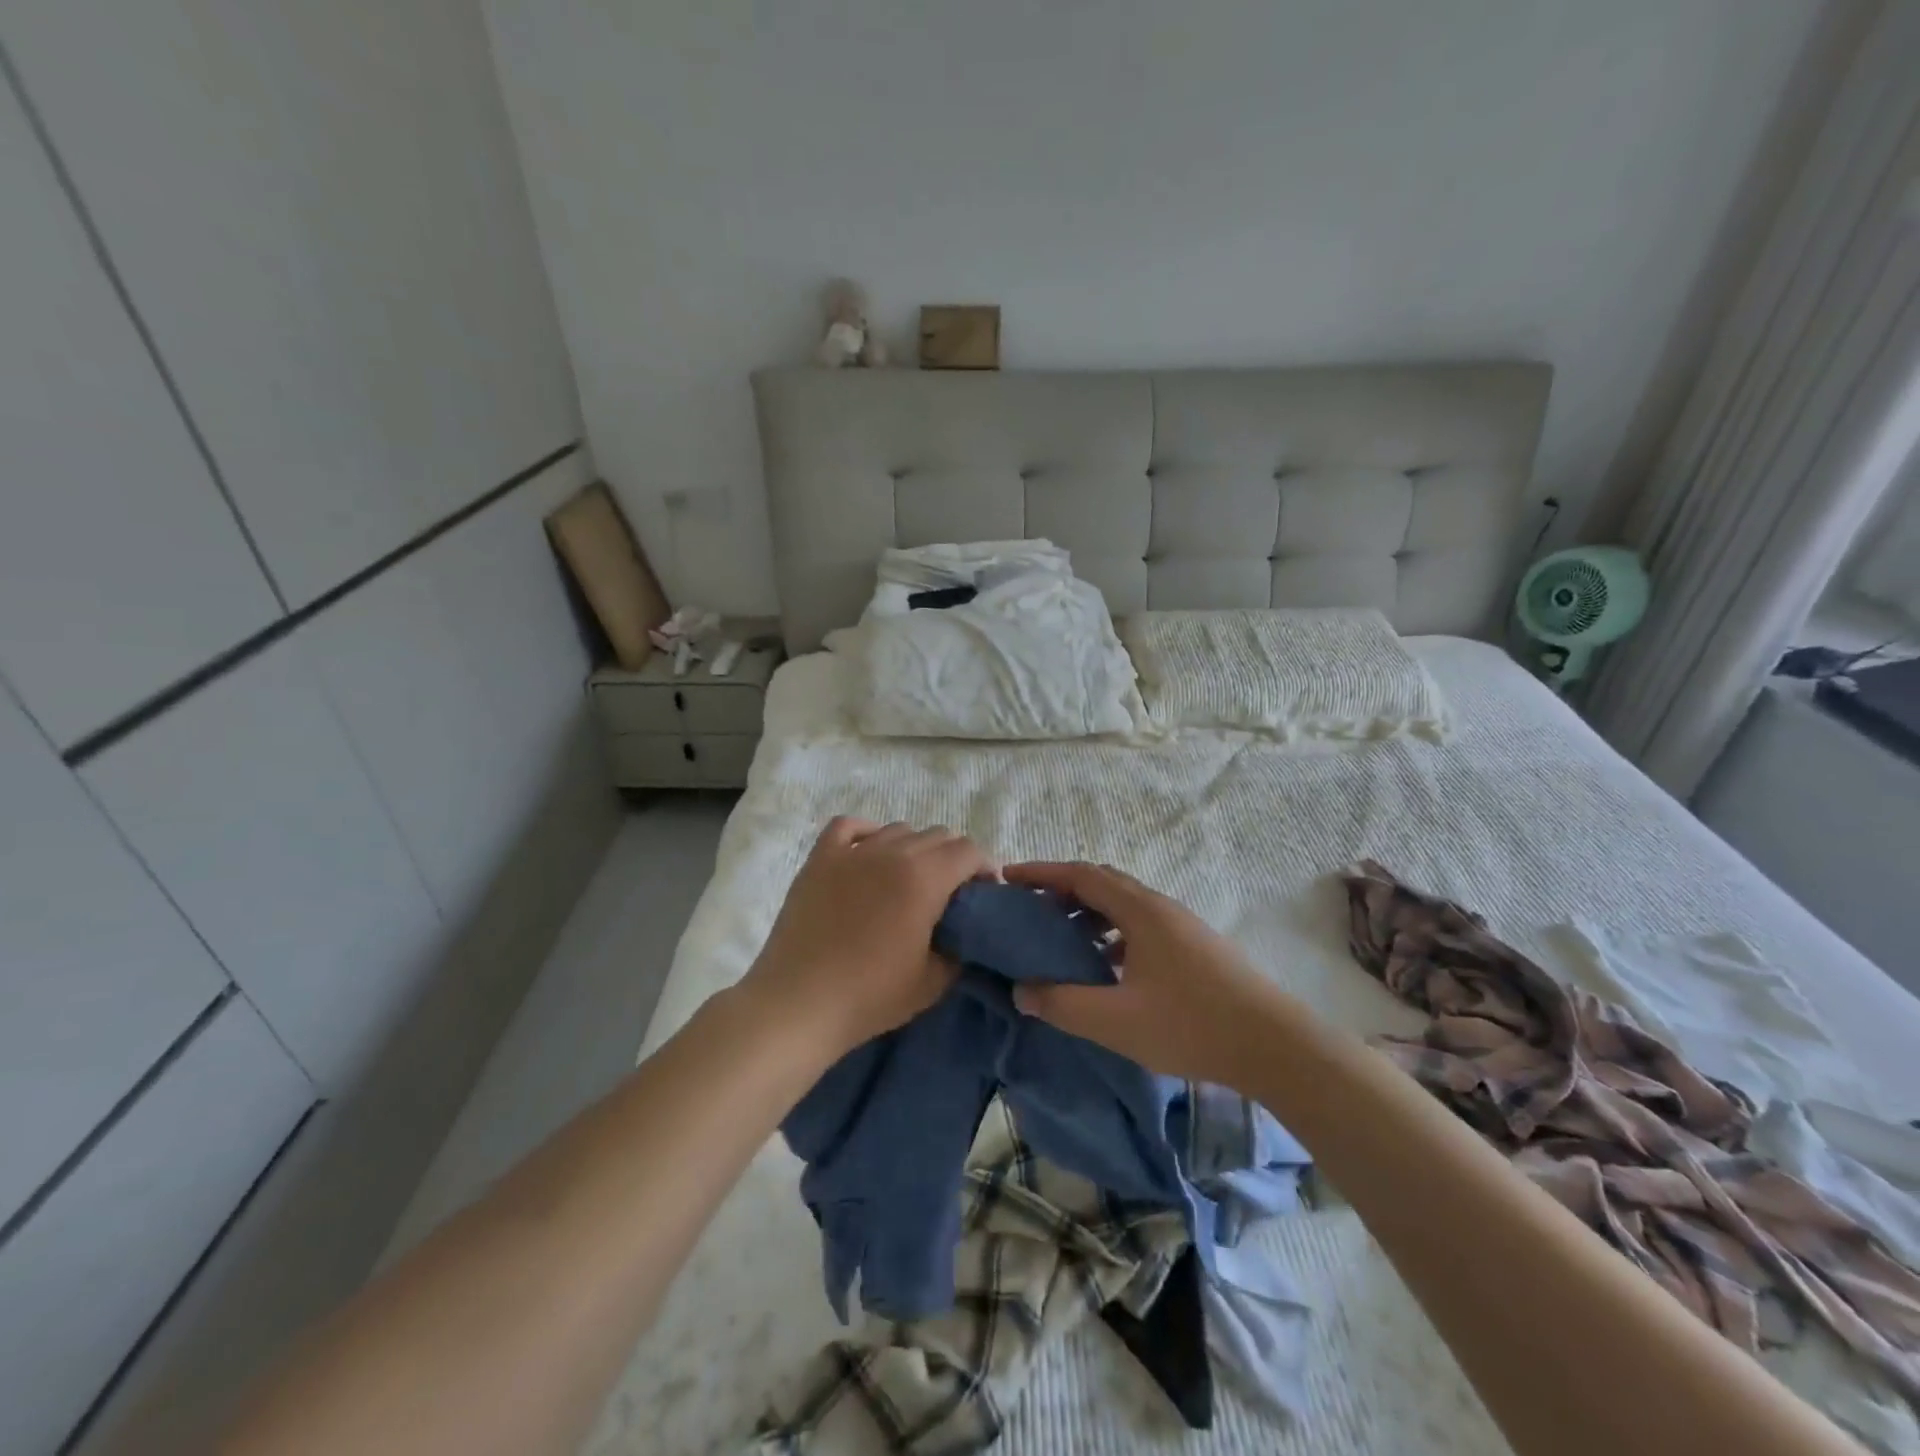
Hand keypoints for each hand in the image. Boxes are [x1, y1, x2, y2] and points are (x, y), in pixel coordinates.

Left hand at [740, 817, 994, 1056]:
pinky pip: (849, 826)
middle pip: (937, 835)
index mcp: (924, 878)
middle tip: (950, 893)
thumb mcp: (933, 982)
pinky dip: (867, 832)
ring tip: (909, 878)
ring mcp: (852, 852)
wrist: (799, 1003)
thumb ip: (959, 948)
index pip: (968, 851)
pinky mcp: (820, 859)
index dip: (984, 868)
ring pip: (898, 829)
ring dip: (914, 848)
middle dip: (953, 859)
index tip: (984, 893)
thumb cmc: (870, 996)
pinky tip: (870, 853)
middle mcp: (891, 853)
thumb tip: (963, 932)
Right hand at [1002, 861, 1294, 1085]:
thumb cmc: (1190, 1025)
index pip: (1081, 875)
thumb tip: (1021, 991)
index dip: (1041, 872)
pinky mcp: (1192, 946)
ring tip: (1060, 939)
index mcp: (1139, 910)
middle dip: (1061, 890)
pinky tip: (1104, 966)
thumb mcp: (1116, 1020)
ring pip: (1122, 905)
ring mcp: (1179, 925)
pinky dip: (1110, 933)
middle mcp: (1158, 907)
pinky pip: (1139, 925)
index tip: (1008, 878)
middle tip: (1028, 910)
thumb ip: (1062, 1004)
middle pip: (1101, 883)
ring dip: (1087, 913)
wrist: (1274, 1045)